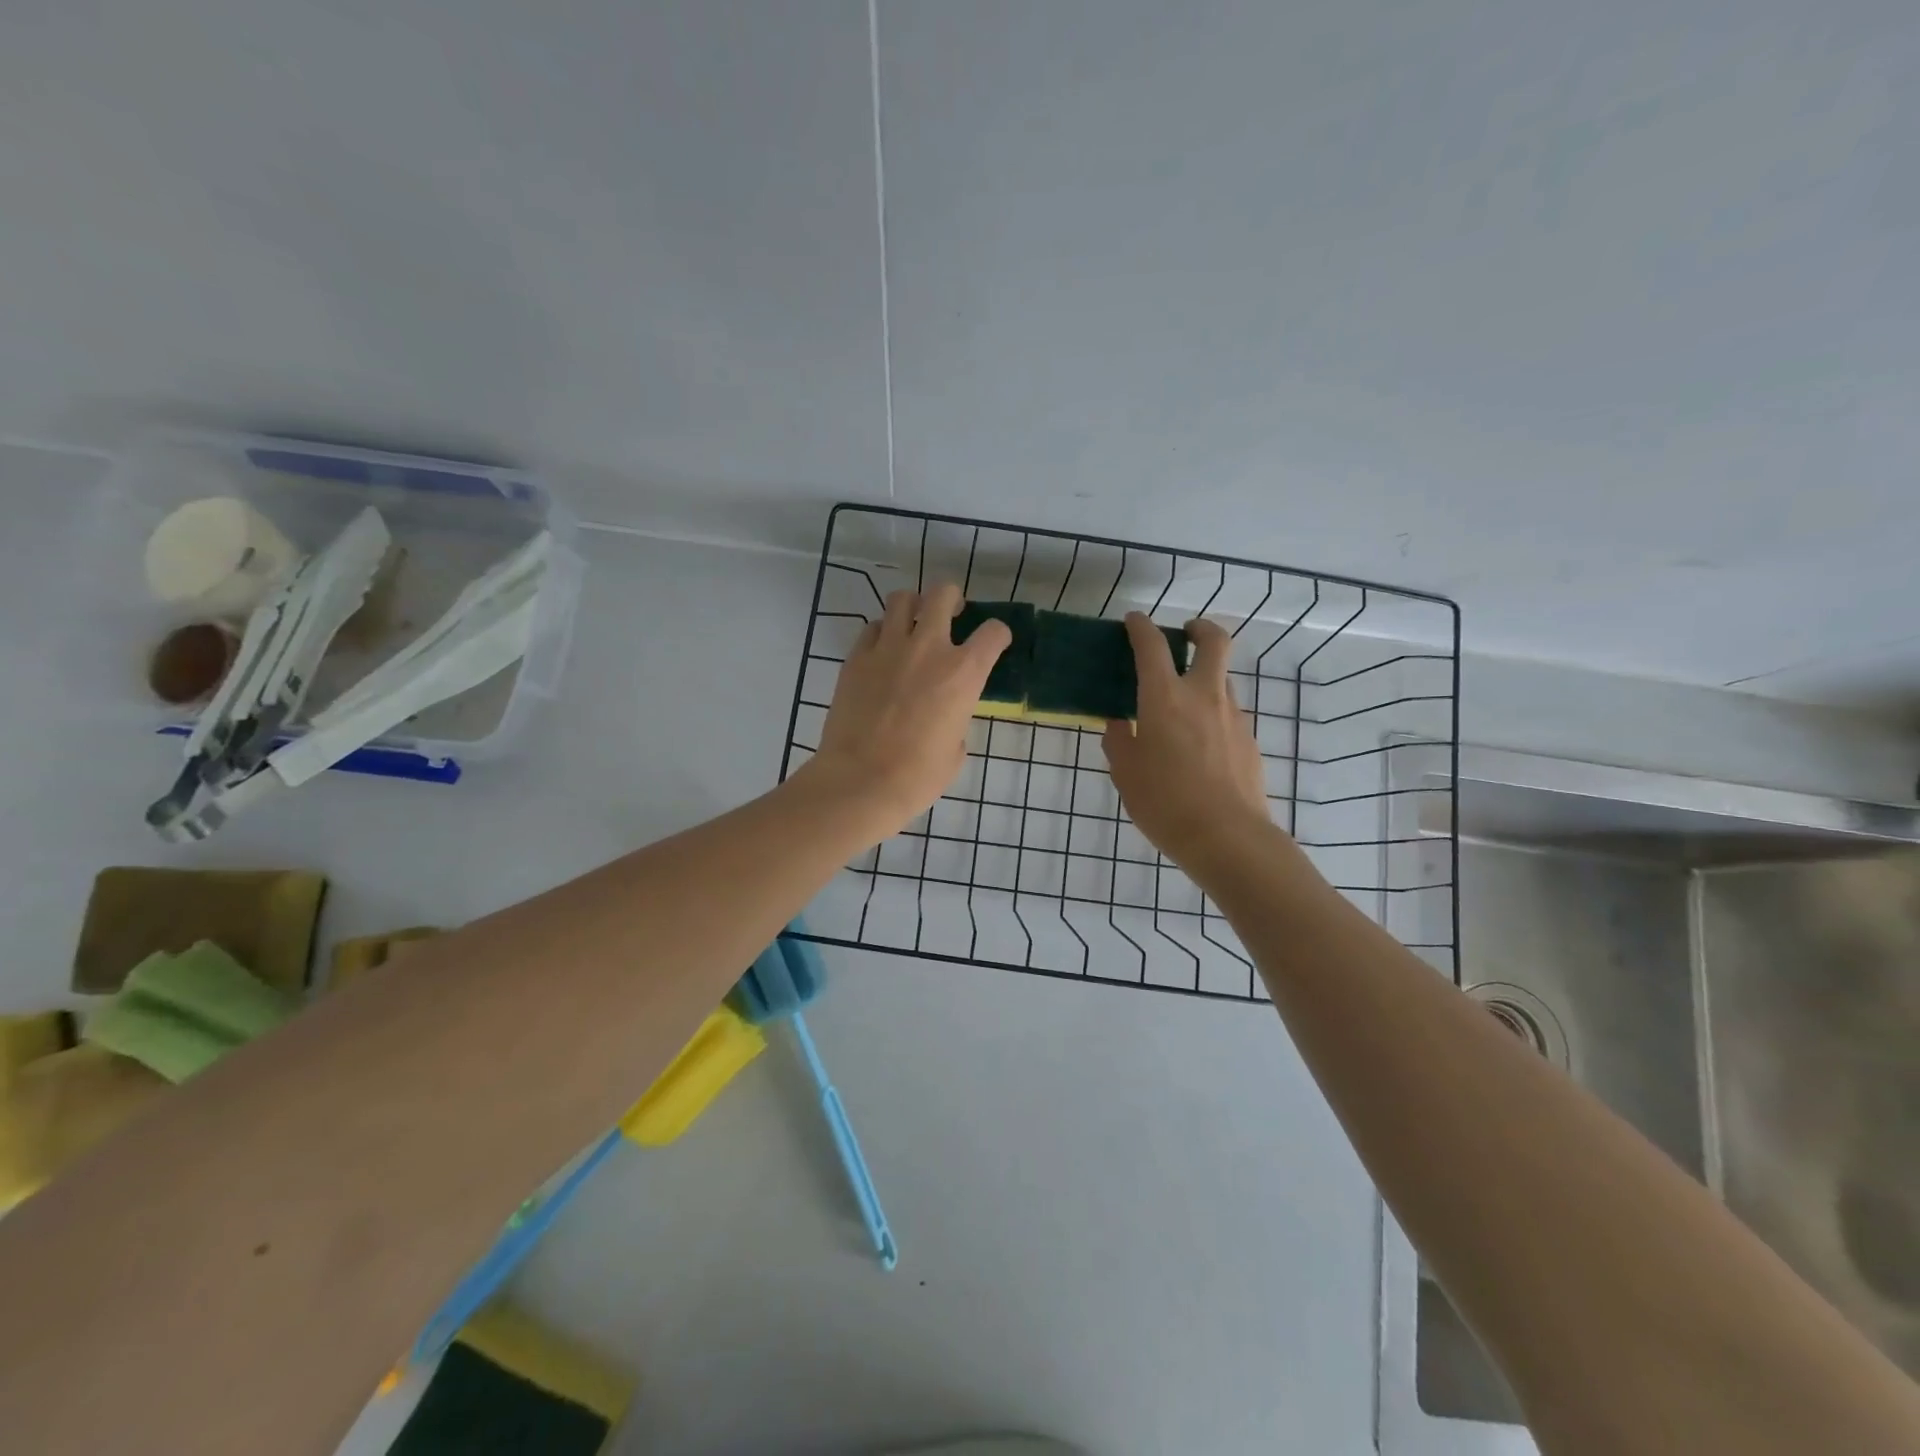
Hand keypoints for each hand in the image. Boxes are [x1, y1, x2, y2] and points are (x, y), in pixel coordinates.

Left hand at [804, 582, 1010, 838]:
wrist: (861, 781)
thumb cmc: (917, 776)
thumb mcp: (955, 750)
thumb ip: (957, 719)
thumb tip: (946, 715)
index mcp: (964, 673)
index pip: (993, 632)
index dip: (998, 635)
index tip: (994, 643)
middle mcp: (928, 648)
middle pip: (943, 594)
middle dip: (952, 598)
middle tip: (952, 613)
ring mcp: (888, 648)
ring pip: (902, 599)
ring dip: (914, 606)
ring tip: (914, 623)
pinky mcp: (856, 658)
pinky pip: (873, 628)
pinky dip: (882, 632)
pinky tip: (884, 650)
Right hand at [1103, 614, 1271, 863]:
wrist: (1227, 838)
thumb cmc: (1165, 803)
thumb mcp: (1126, 774)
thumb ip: (1119, 742)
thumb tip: (1120, 725)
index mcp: (1165, 698)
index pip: (1153, 646)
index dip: (1141, 627)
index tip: (1133, 622)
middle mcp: (1203, 696)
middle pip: (1214, 642)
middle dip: (1200, 628)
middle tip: (1186, 634)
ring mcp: (1233, 717)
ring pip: (1223, 679)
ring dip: (1205, 676)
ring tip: (1184, 704)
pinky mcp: (1250, 741)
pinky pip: (1229, 714)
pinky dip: (1213, 714)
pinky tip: (1200, 746)